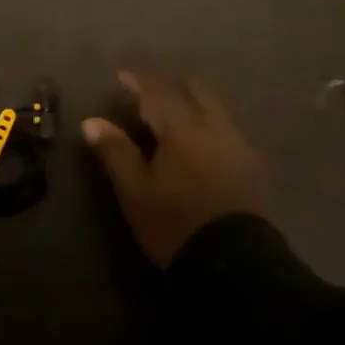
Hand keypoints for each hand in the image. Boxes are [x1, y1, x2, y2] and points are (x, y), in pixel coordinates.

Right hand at [82, 72, 266, 267]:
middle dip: (172, 88)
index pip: (158, 93)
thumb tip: (91, 121)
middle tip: (150, 96)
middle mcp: (215, 128)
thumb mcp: (135, 191)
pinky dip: (208, 124)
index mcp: (183, 129)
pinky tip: (199, 144)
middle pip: (195, 92)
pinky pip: (227, 130)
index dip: (139, 82)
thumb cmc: (175, 224)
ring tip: (173, 119)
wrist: (235, 266)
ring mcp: (239, 147)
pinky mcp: (253, 168)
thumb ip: (115, 151)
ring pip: (215, 110)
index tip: (122, 77)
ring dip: (193, 105)